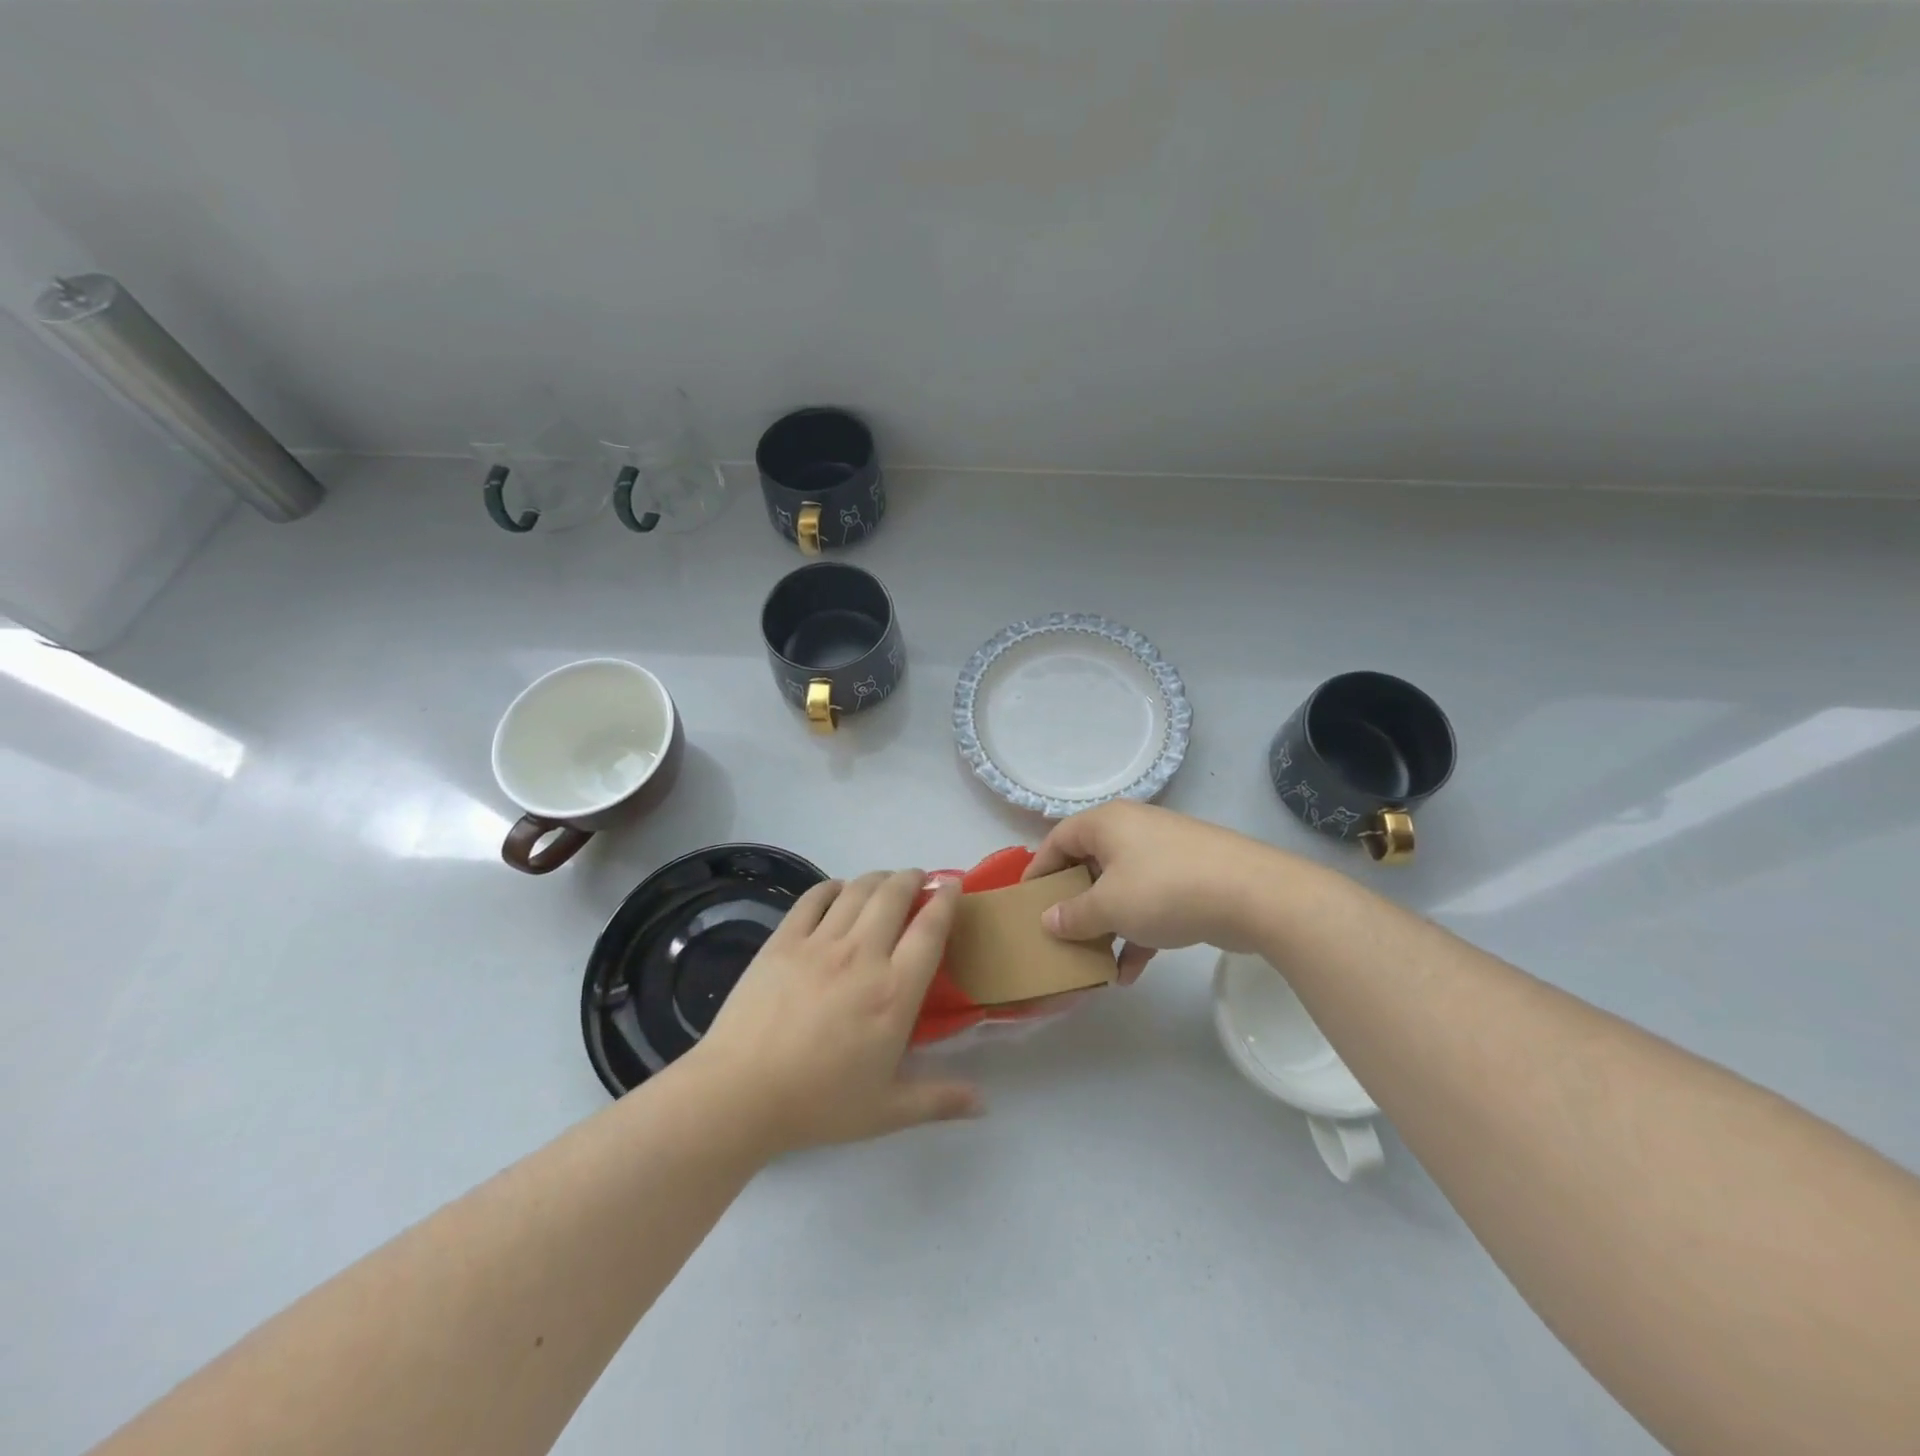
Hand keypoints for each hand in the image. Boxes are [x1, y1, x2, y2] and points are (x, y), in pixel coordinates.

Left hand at [690, 871, 980, 1155]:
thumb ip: (939, 1100)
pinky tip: (838, 890)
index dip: (946, 900)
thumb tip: (985, 1103)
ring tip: (885, 881)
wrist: (740, 1094)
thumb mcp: (887, 1111)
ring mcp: (820, 943)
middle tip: (919, 879)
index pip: (930, 929)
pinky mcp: (783, 940)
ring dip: (878, 877)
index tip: (953, 885)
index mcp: (895, 992)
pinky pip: (814, 898)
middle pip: (894, 895)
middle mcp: (863, 955)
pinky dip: (832, 886)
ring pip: (857, 890)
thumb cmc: (819, 1104)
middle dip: (912, 878)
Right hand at [1023, 802, 1283, 977]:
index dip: (1039, 870)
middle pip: (1090, 865)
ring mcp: (1164, 855)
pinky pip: (1150, 905)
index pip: (1058, 840)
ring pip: (1121, 889)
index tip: (1026, 902)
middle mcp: (1132, 831)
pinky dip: (1137, 934)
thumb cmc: (1164, 889)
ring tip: (1093, 962)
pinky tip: (1129, 974)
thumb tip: (1049, 920)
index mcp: (1106, 824)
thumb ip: (1073, 915)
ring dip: (1106, 926)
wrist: (1252, 895)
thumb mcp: (1109, 906)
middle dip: (1075, 904)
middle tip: (1059, 933)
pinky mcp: (1190, 880)